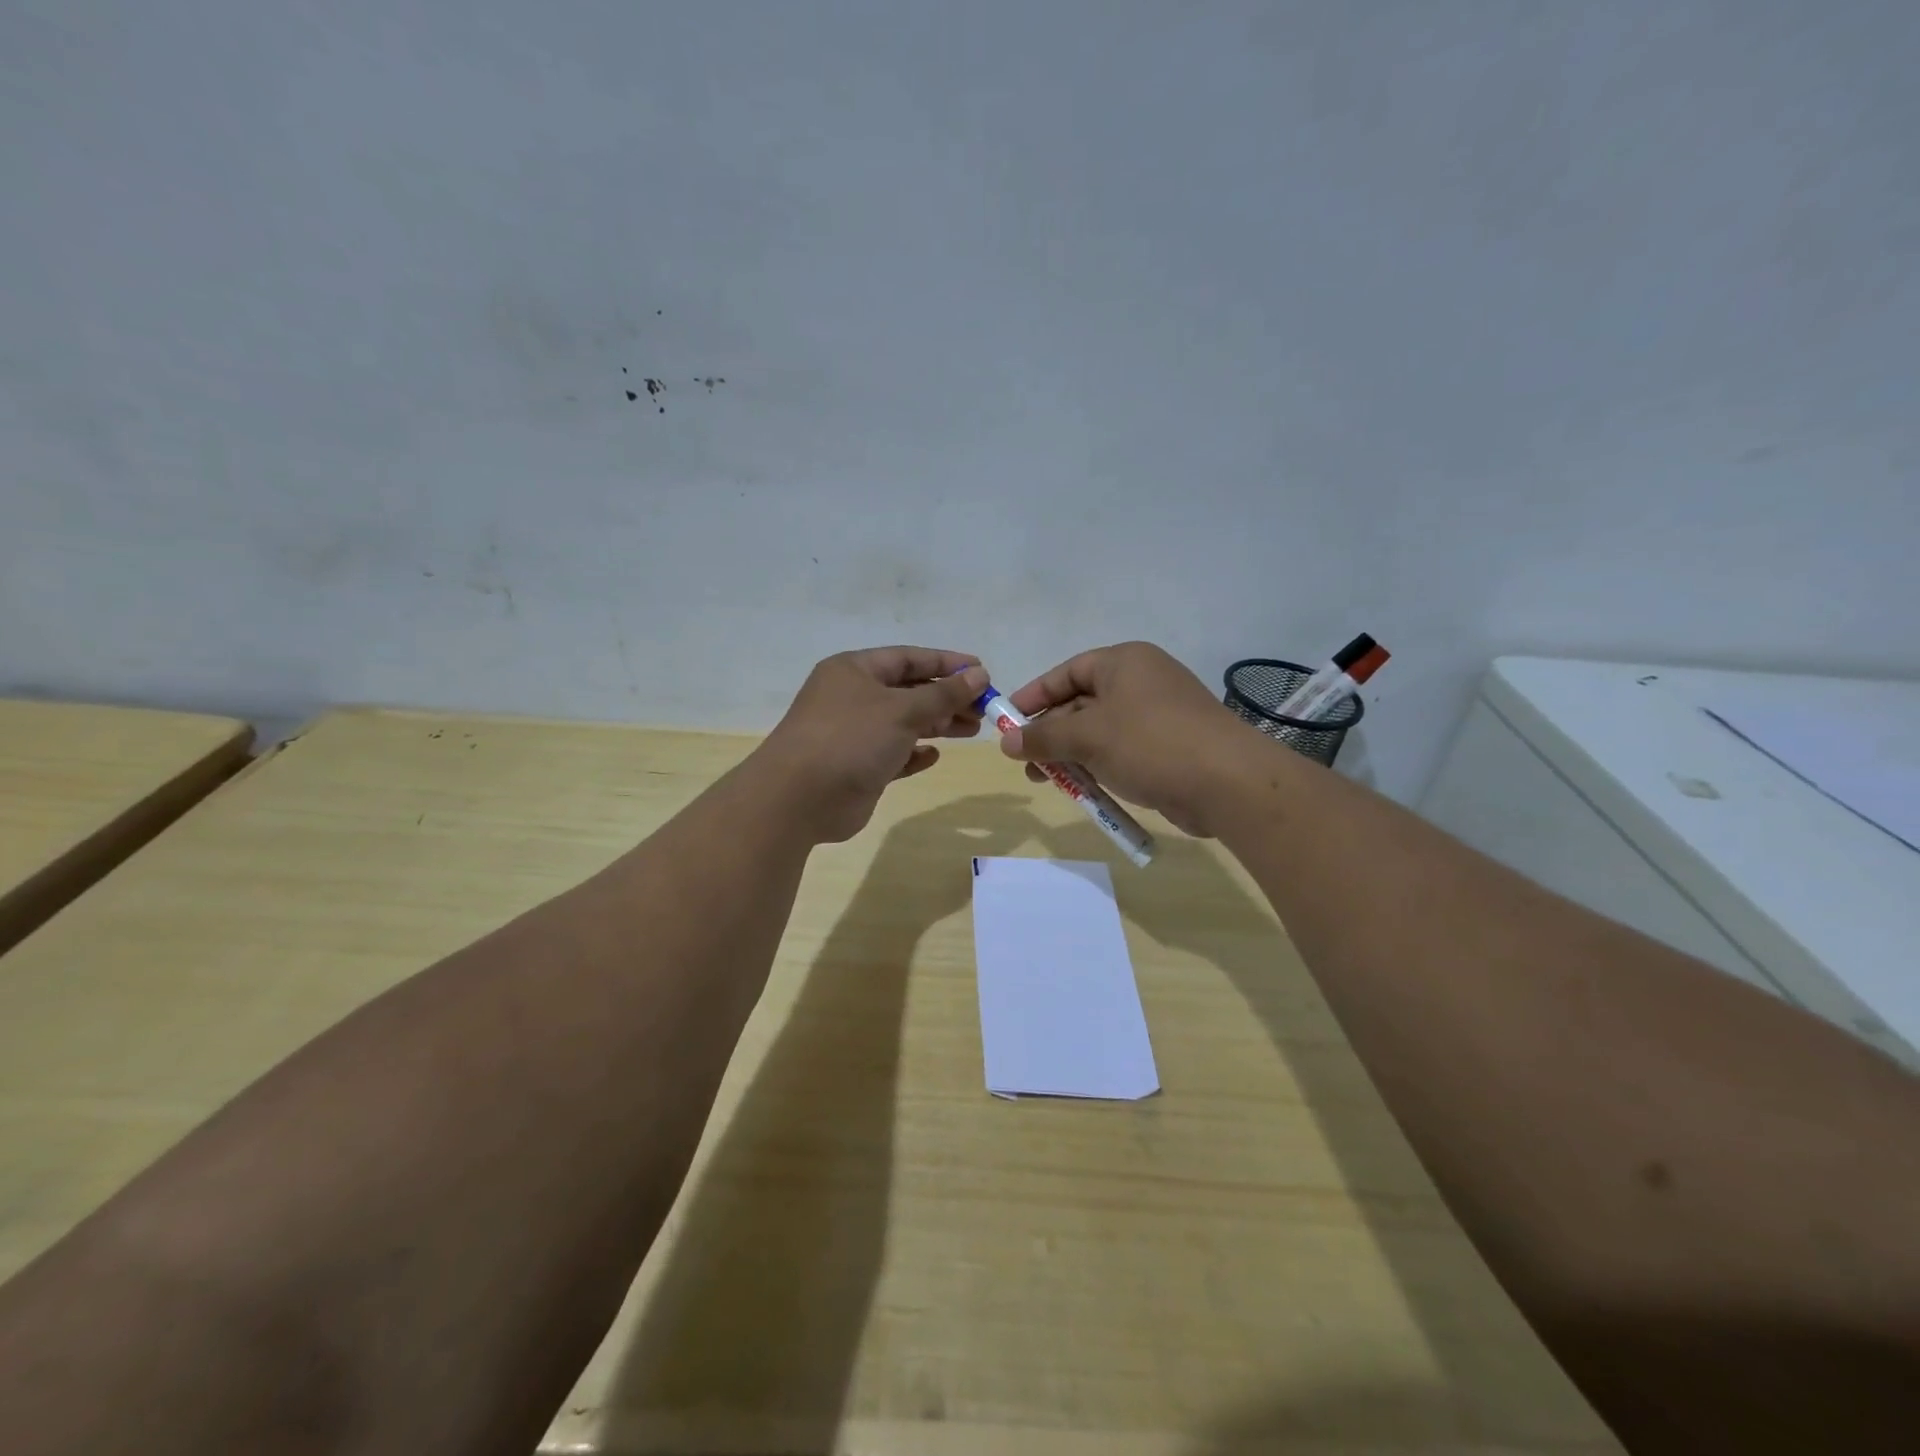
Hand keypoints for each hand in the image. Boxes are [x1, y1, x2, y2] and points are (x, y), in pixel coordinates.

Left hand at [755, 646, 988, 843]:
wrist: (799, 798)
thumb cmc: (851, 739)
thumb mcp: (902, 710)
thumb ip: (943, 694)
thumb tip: (979, 675)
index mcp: (855, 671)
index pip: (908, 658)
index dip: (946, 663)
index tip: (982, 672)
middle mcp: (852, 697)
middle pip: (909, 691)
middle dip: (947, 698)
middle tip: (984, 709)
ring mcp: (853, 734)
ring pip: (904, 723)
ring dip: (937, 725)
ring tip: (972, 730)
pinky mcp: (857, 767)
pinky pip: (893, 755)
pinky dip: (914, 754)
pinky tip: (933, 757)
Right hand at [995, 642, 1267, 836]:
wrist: (1227, 783)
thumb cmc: (1150, 744)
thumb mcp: (1087, 737)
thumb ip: (1042, 737)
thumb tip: (1005, 741)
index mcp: (1124, 663)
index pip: (1067, 672)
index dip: (1034, 696)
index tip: (1007, 721)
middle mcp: (1141, 682)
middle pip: (1081, 703)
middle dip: (1050, 733)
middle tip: (1025, 760)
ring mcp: (1158, 715)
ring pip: (1100, 731)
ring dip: (1071, 754)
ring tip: (1047, 781)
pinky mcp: (1169, 747)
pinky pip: (1121, 751)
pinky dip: (1098, 766)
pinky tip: (1082, 789)